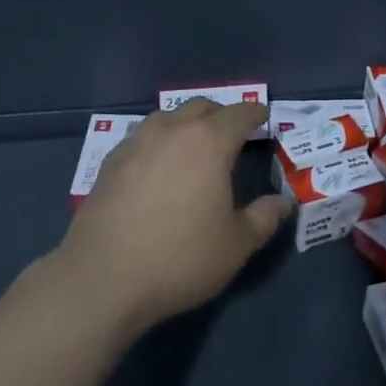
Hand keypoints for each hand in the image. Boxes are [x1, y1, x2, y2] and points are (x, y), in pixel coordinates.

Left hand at [56, 100, 290, 332]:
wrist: (103, 278)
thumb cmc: (180, 258)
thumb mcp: (235, 245)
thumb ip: (263, 219)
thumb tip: (282, 203)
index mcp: (209, 142)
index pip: (240, 114)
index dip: (256, 114)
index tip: (264, 118)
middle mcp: (172, 131)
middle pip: (201, 107)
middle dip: (220, 116)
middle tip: (232, 135)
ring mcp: (136, 143)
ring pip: (168, 118)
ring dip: (186, 125)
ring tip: (194, 148)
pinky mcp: (110, 162)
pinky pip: (142, 138)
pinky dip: (159, 143)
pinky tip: (158, 168)